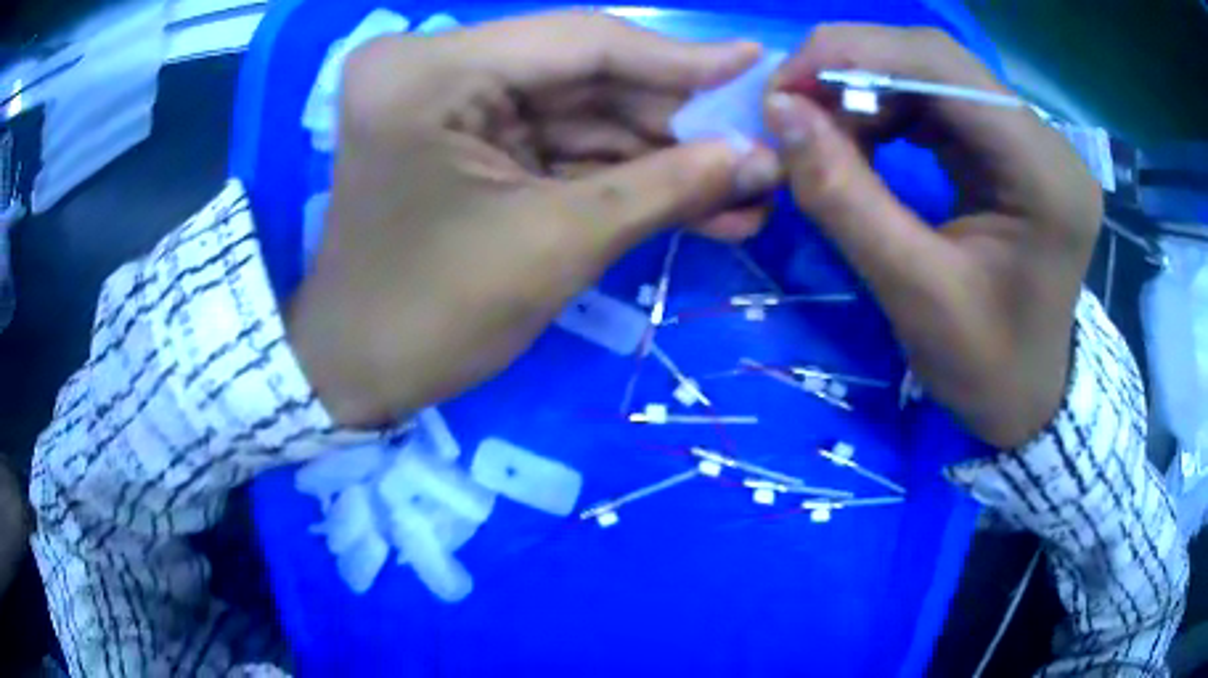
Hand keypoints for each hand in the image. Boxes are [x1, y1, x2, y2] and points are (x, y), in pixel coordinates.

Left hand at [287, 12, 782, 426]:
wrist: (356, 373)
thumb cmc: (431, 316)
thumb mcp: (555, 245)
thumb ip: (665, 187)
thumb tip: (759, 158)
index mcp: (433, 70)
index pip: (582, 40)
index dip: (681, 59)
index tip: (757, 66)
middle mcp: (436, 67)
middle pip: (583, 76)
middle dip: (676, 120)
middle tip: (757, 146)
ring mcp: (448, 104)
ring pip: (579, 114)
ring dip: (659, 155)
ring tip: (744, 187)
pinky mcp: (465, 143)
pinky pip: (555, 146)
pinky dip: (619, 174)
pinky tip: (694, 200)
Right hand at [764, 25, 1102, 448]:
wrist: (1031, 399)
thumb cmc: (988, 370)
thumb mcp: (914, 295)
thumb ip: (846, 198)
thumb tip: (780, 113)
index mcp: (1043, 174)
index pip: (941, 66)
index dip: (853, 54)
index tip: (782, 88)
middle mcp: (1045, 140)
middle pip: (937, 60)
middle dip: (853, 70)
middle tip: (793, 108)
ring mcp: (1031, 142)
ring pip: (933, 75)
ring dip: (867, 91)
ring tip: (825, 132)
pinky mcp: (1012, 151)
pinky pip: (941, 104)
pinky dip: (889, 110)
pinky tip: (863, 139)